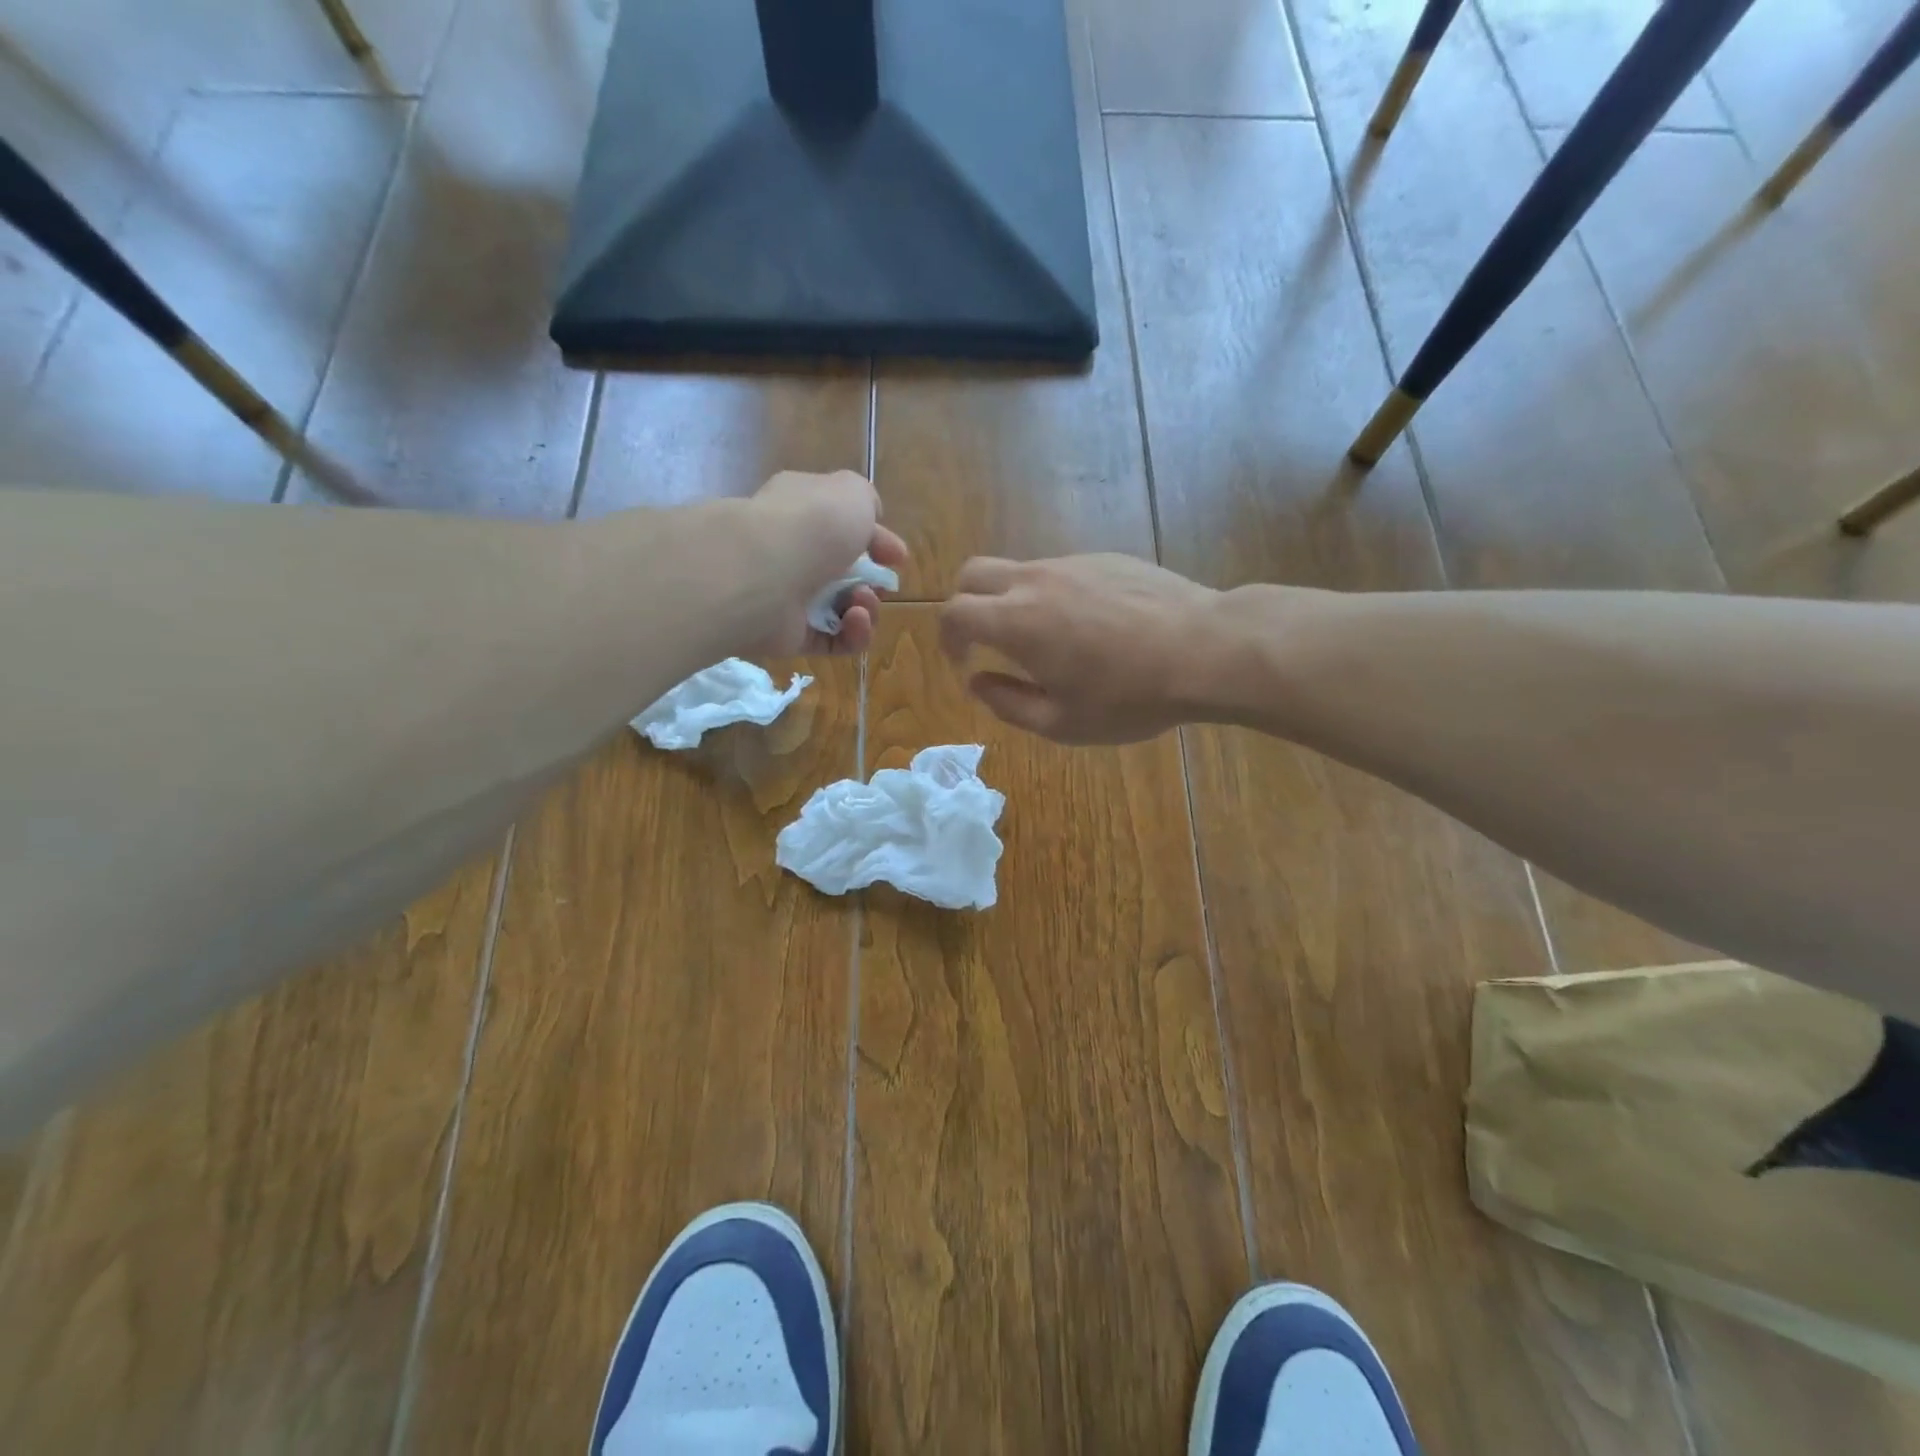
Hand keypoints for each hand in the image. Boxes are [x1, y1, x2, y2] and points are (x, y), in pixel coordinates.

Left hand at [742, 471, 907, 655]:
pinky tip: (856, 621)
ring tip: (862, 602)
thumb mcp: (852, 493)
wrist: (765, 571)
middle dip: (872, 579)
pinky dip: (853, 634)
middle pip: (845, 571)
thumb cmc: (813, 525)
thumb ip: (865, 499)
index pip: (842, 525)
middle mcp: (792, 551)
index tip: (898, 556)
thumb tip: (867, 517)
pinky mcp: (791, 635)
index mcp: (802, 510)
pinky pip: (833, 640)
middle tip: (881, 583)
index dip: (876, 540)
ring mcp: (789, 596)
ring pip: (842, 608)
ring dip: (866, 607)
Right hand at [939, 554, 1222, 742]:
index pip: (953, 612)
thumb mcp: (1062, 723)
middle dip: (965, 605)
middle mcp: (1035, 581)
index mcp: (1016, 621)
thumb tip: (977, 683)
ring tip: (1044, 640)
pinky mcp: (1104, 558)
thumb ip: (1008, 704)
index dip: (947, 638)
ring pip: (1019, 570)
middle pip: (973, 573)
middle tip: (984, 641)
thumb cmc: (1130, 696)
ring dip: (1010, 600)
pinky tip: (1088, 626)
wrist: (1205, 650)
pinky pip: (1059, 570)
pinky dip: (1050, 593)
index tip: (963, 662)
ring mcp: (1072, 564)